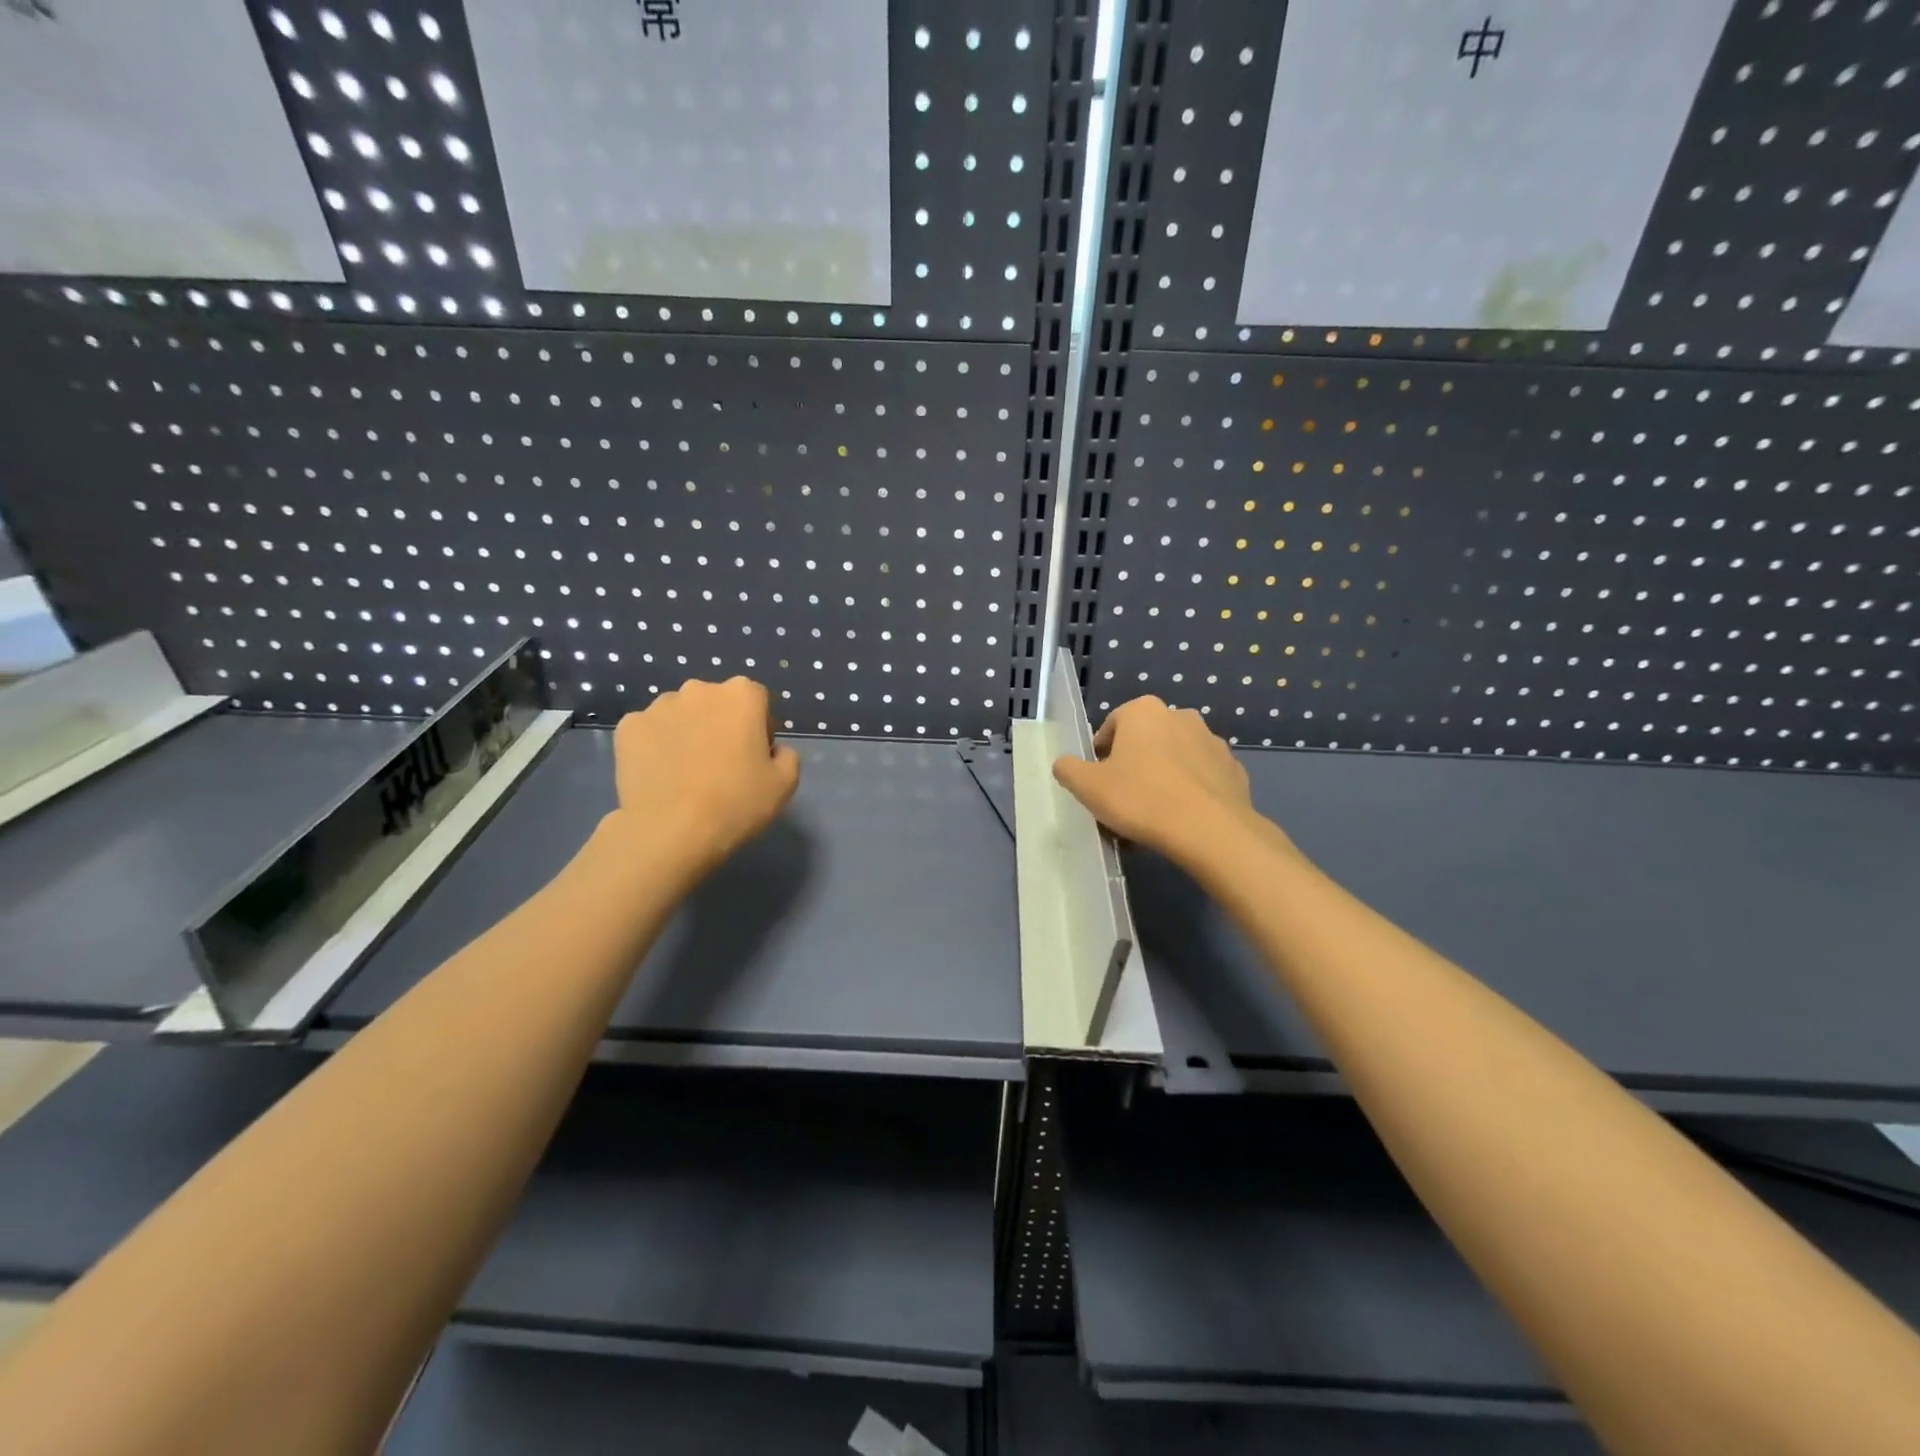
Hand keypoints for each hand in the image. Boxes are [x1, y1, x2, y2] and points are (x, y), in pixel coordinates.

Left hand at [610, 677, 800, 880]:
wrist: (671, 832)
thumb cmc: (736, 803)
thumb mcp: (785, 784)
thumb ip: (787, 755)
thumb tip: (772, 750)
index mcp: (741, 695)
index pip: (757, 700)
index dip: (758, 728)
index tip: (753, 757)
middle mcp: (699, 689)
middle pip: (716, 703)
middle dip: (720, 725)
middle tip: (720, 765)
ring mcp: (658, 706)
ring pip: (680, 715)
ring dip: (687, 732)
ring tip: (685, 772)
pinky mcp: (628, 727)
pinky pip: (649, 731)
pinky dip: (655, 746)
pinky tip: (660, 775)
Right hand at [1052, 696, 1270, 867]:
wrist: (1209, 830)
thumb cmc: (1140, 799)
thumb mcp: (1088, 787)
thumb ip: (1069, 769)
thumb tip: (1065, 764)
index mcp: (1143, 711)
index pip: (1111, 727)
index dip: (1100, 756)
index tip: (1098, 784)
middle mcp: (1180, 716)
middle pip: (1144, 742)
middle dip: (1132, 767)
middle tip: (1122, 801)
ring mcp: (1212, 742)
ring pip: (1174, 760)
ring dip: (1161, 779)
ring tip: (1151, 818)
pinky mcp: (1233, 770)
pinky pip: (1201, 779)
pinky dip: (1189, 793)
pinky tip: (1180, 820)